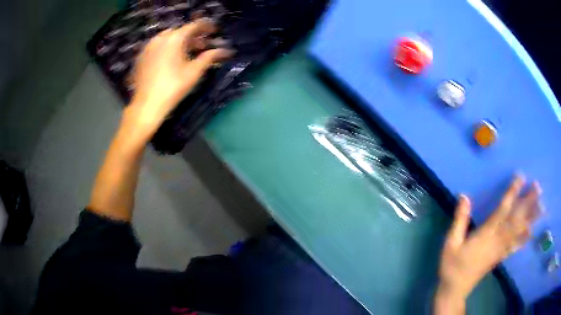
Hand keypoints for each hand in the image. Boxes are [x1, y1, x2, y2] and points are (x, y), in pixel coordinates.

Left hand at [128, 18, 233, 129]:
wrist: (146, 105)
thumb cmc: (173, 88)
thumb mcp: (194, 72)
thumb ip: (208, 57)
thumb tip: (224, 51)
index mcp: (174, 38)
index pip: (194, 26)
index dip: (206, 27)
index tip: (214, 32)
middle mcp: (160, 38)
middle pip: (180, 31)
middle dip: (192, 37)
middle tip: (201, 46)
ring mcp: (148, 47)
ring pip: (167, 38)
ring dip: (179, 42)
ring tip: (186, 53)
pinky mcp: (141, 57)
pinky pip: (157, 46)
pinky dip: (167, 48)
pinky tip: (170, 60)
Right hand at [438, 175, 541, 299]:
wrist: (455, 290)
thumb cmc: (452, 265)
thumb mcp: (451, 243)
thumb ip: (459, 220)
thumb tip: (464, 195)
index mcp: (486, 234)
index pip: (502, 210)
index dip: (513, 193)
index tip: (521, 177)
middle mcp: (497, 240)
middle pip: (516, 219)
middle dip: (528, 203)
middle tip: (538, 187)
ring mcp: (501, 249)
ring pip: (519, 231)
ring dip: (531, 218)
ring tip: (541, 206)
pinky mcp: (501, 257)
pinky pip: (515, 246)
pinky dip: (525, 238)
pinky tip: (532, 231)